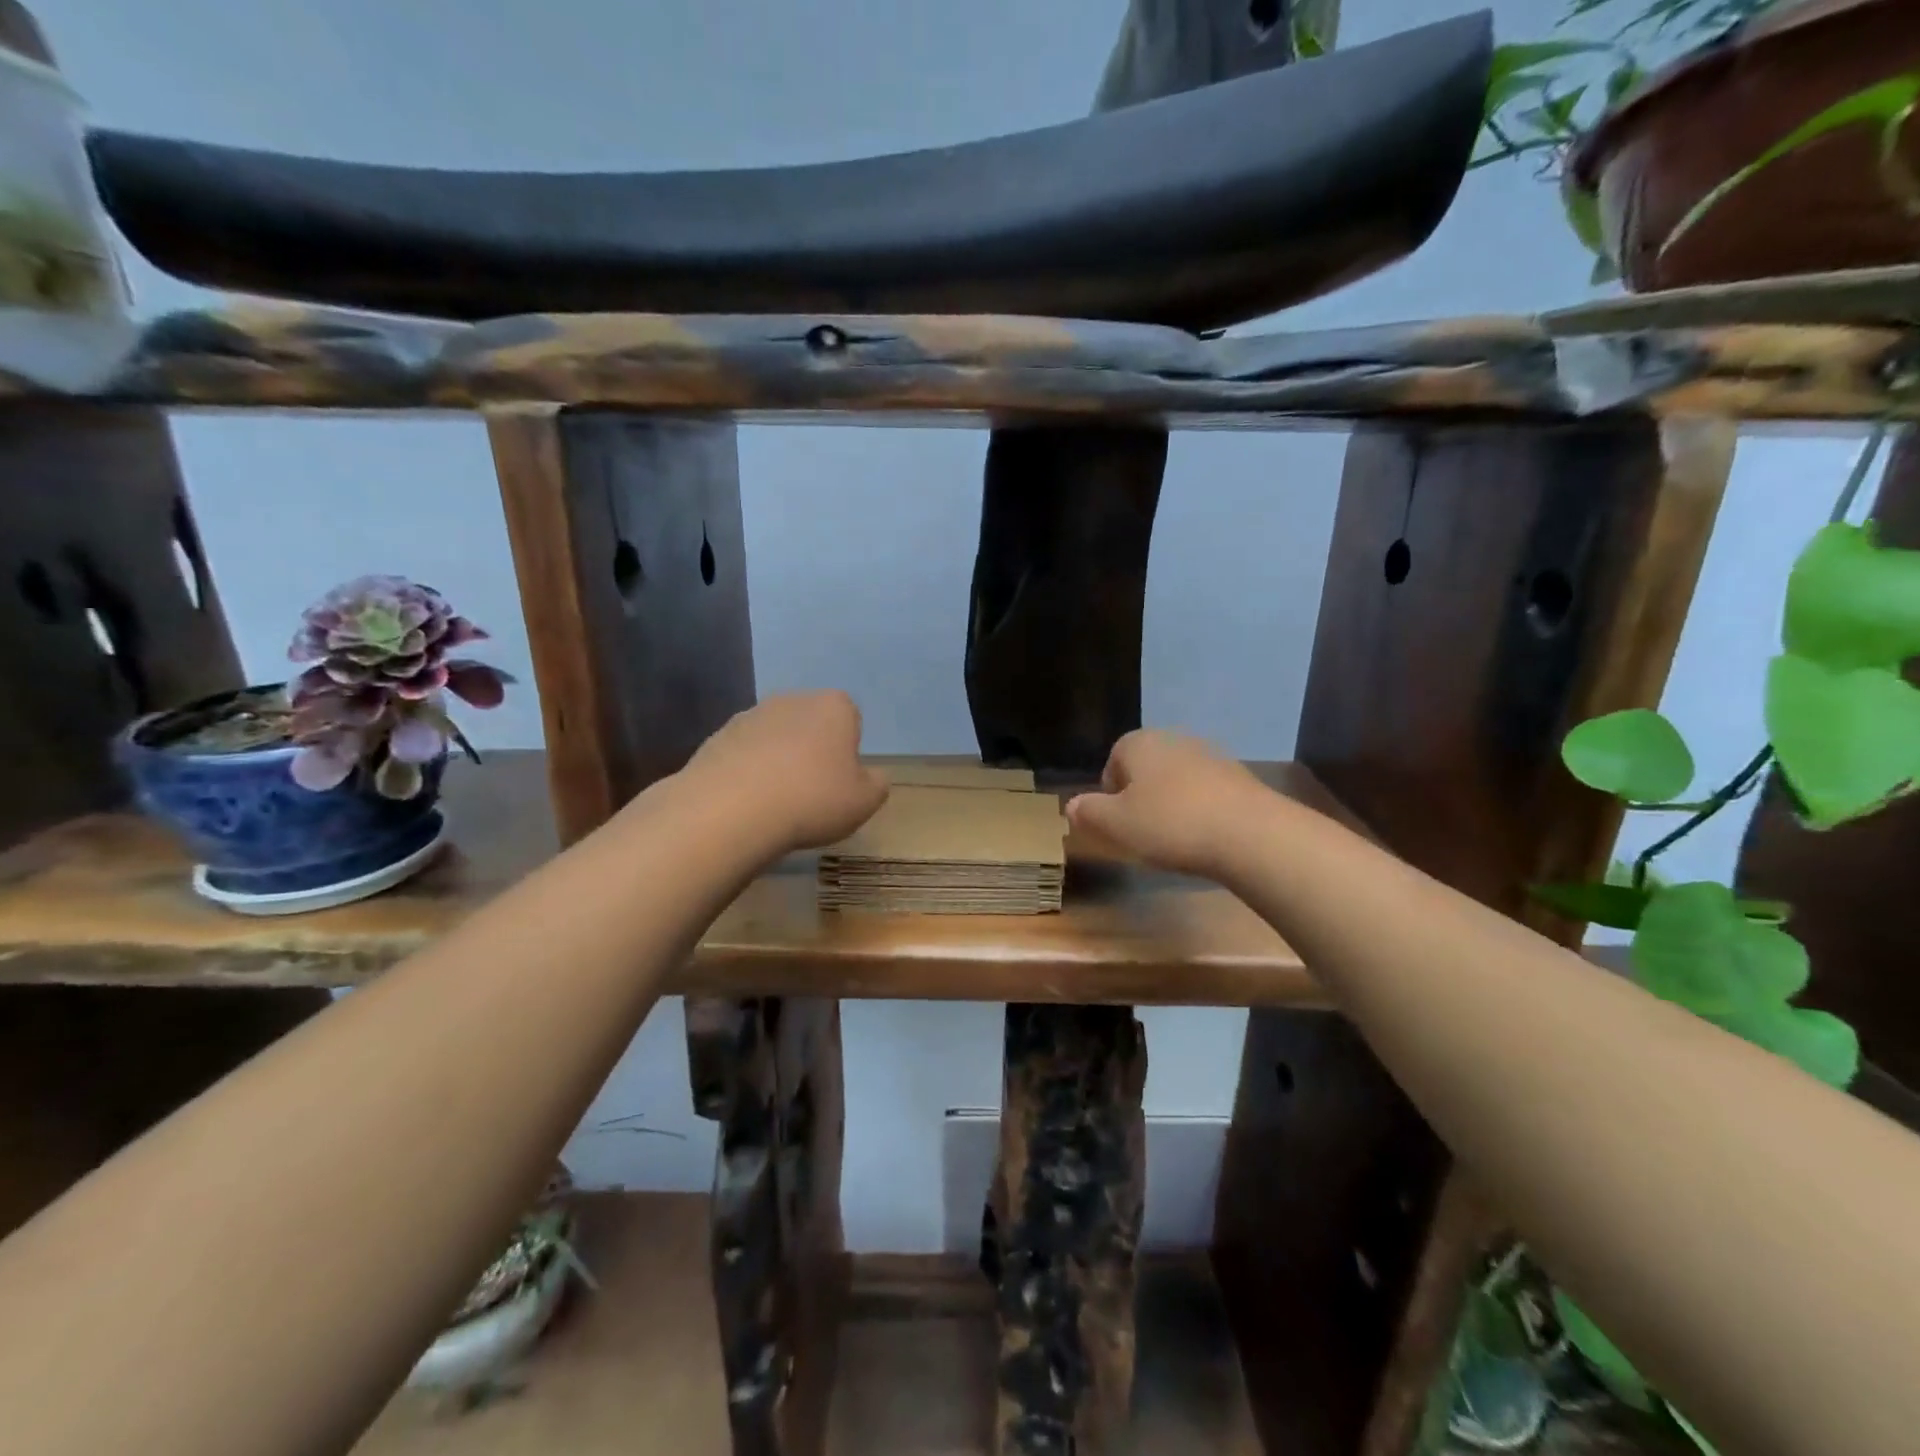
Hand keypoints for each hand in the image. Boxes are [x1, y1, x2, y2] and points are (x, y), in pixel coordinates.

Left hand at [684, 691, 888, 852]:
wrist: (731, 810)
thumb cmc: (812, 799)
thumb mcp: (864, 801)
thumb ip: (876, 784)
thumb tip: (871, 776)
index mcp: (834, 706)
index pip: (850, 718)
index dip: (848, 749)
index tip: (841, 779)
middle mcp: (792, 699)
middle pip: (811, 723)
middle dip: (812, 749)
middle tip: (812, 791)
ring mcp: (750, 715)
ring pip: (775, 736)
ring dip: (778, 759)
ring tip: (776, 801)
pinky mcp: (717, 736)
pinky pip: (744, 753)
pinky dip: (748, 771)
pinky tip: (748, 802)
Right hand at [1066, 730, 1268, 879]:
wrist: (1250, 834)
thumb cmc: (1170, 824)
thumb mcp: (1115, 825)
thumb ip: (1089, 812)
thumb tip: (1071, 805)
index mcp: (1139, 743)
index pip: (1113, 760)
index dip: (1110, 793)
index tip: (1116, 823)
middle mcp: (1174, 740)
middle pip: (1146, 768)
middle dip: (1140, 797)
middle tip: (1141, 832)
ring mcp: (1211, 756)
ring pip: (1177, 780)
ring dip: (1171, 804)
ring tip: (1173, 839)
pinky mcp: (1240, 777)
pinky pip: (1206, 793)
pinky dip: (1200, 810)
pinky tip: (1204, 837)